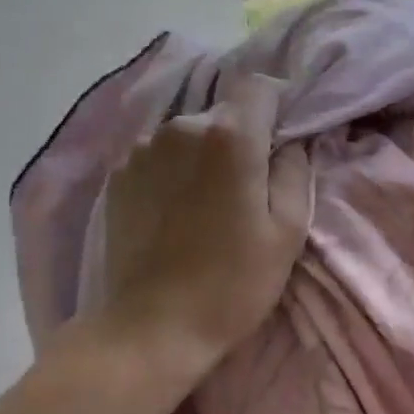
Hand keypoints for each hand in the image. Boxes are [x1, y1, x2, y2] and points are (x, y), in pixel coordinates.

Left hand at [94, 74, 310, 376]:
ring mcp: (142, 149)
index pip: (260, 86)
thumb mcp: (288, 232)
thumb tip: (289, 143)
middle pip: (224, 112)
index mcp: (229, 136)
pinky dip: (175, 171)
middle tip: (252, 184)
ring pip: (190, 134)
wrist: (151, 327)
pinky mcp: (118, 175)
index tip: (285, 137)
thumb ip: (295, 171)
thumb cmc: (232, 283)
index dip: (278, 103)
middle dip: (243, 136)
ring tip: (210, 203)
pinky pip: (160, 156)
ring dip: (206, 154)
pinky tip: (177, 212)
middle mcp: (181, 127)